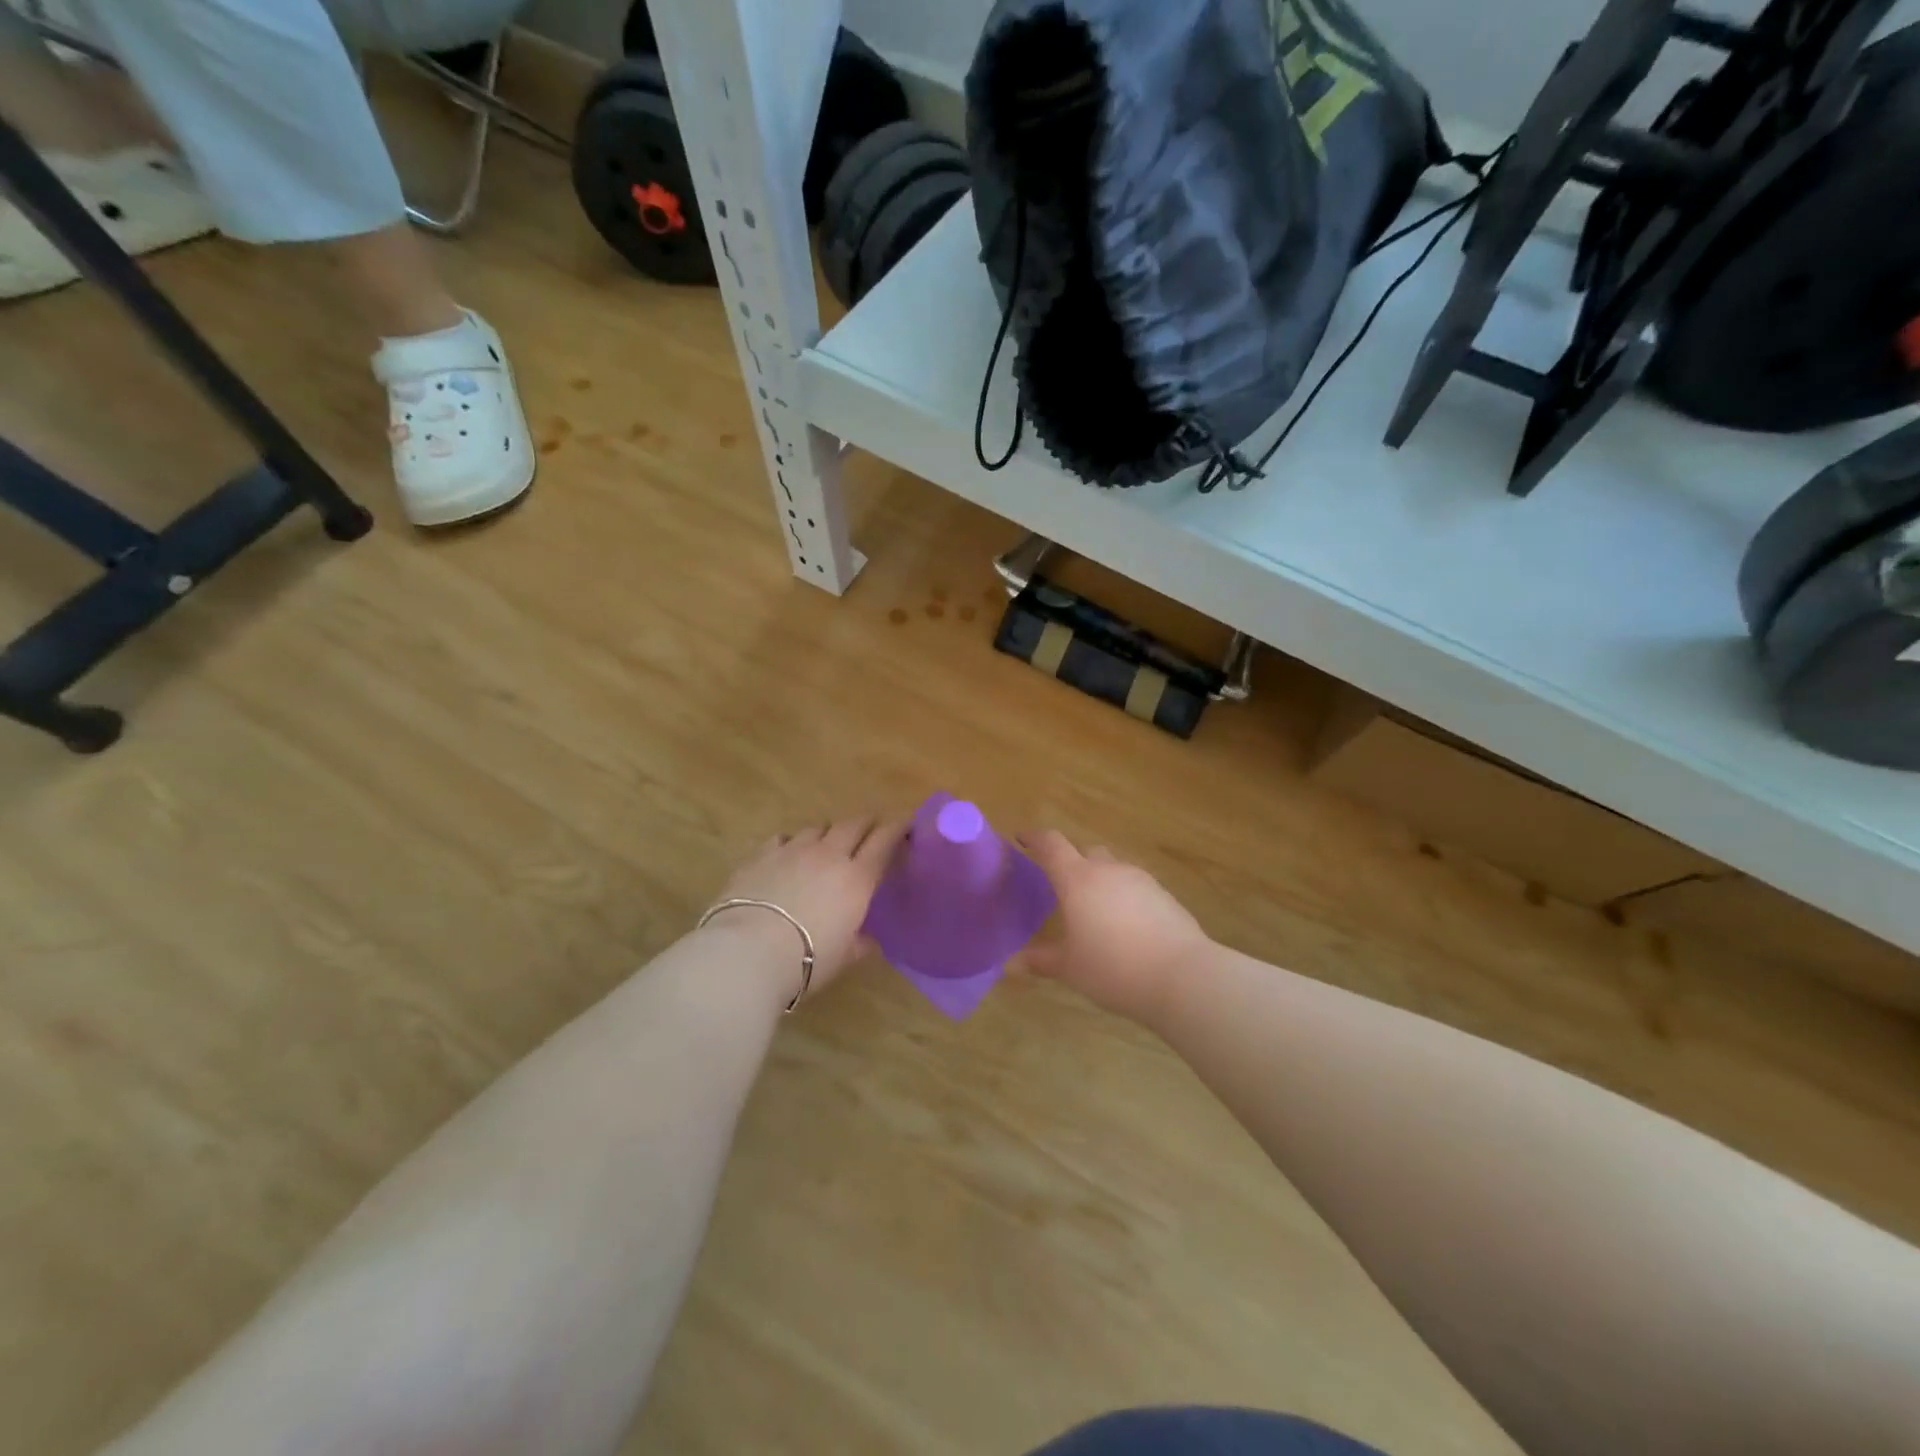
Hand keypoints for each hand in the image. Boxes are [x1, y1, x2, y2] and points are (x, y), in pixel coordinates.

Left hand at [705, 816, 907, 1004]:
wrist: (748, 952)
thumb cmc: (807, 961)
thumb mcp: (843, 958)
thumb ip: (859, 944)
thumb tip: (869, 941)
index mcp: (857, 878)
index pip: (884, 841)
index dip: (897, 829)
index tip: (905, 824)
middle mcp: (829, 855)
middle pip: (852, 825)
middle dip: (865, 824)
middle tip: (871, 829)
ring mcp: (792, 850)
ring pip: (817, 827)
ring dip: (828, 833)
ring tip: (827, 844)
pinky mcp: (761, 855)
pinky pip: (783, 838)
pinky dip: (792, 842)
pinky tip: (788, 853)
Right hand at [1017, 830, 1210, 1023]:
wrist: (1181, 975)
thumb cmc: (1113, 968)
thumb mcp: (1070, 968)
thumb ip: (1041, 960)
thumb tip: (1012, 964)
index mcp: (1077, 879)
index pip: (1051, 844)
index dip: (1034, 838)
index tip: (1022, 838)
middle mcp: (1107, 870)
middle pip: (1085, 851)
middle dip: (1071, 861)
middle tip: (1061, 885)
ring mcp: (1140, 879)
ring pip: (1112, 867)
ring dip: (1100, 879)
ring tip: (1095, 909)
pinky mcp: (1163, 894)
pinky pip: (1135, 886)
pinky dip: (1123, 896)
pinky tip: (1125, 924)